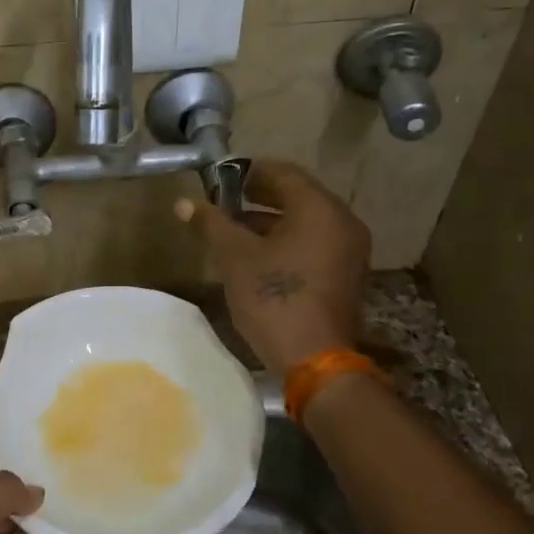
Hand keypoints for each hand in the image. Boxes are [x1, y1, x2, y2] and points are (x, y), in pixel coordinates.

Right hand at [176, 159, 369, 374]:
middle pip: (298, 196)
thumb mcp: (235, 258)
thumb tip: (183, 202)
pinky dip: (289, 241)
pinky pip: (316, 243)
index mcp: (319, 209)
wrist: (315, 361)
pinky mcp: (346, 275)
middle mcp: (343, 222)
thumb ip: (212, 224)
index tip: (220, 179)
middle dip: (259, 197)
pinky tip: (259, 257)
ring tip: (235, 231)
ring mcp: (350, 250)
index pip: (283, 172)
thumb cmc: (274, 299)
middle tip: (225, 202)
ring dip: (271, 221)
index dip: (248, 172)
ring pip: (306, 222)